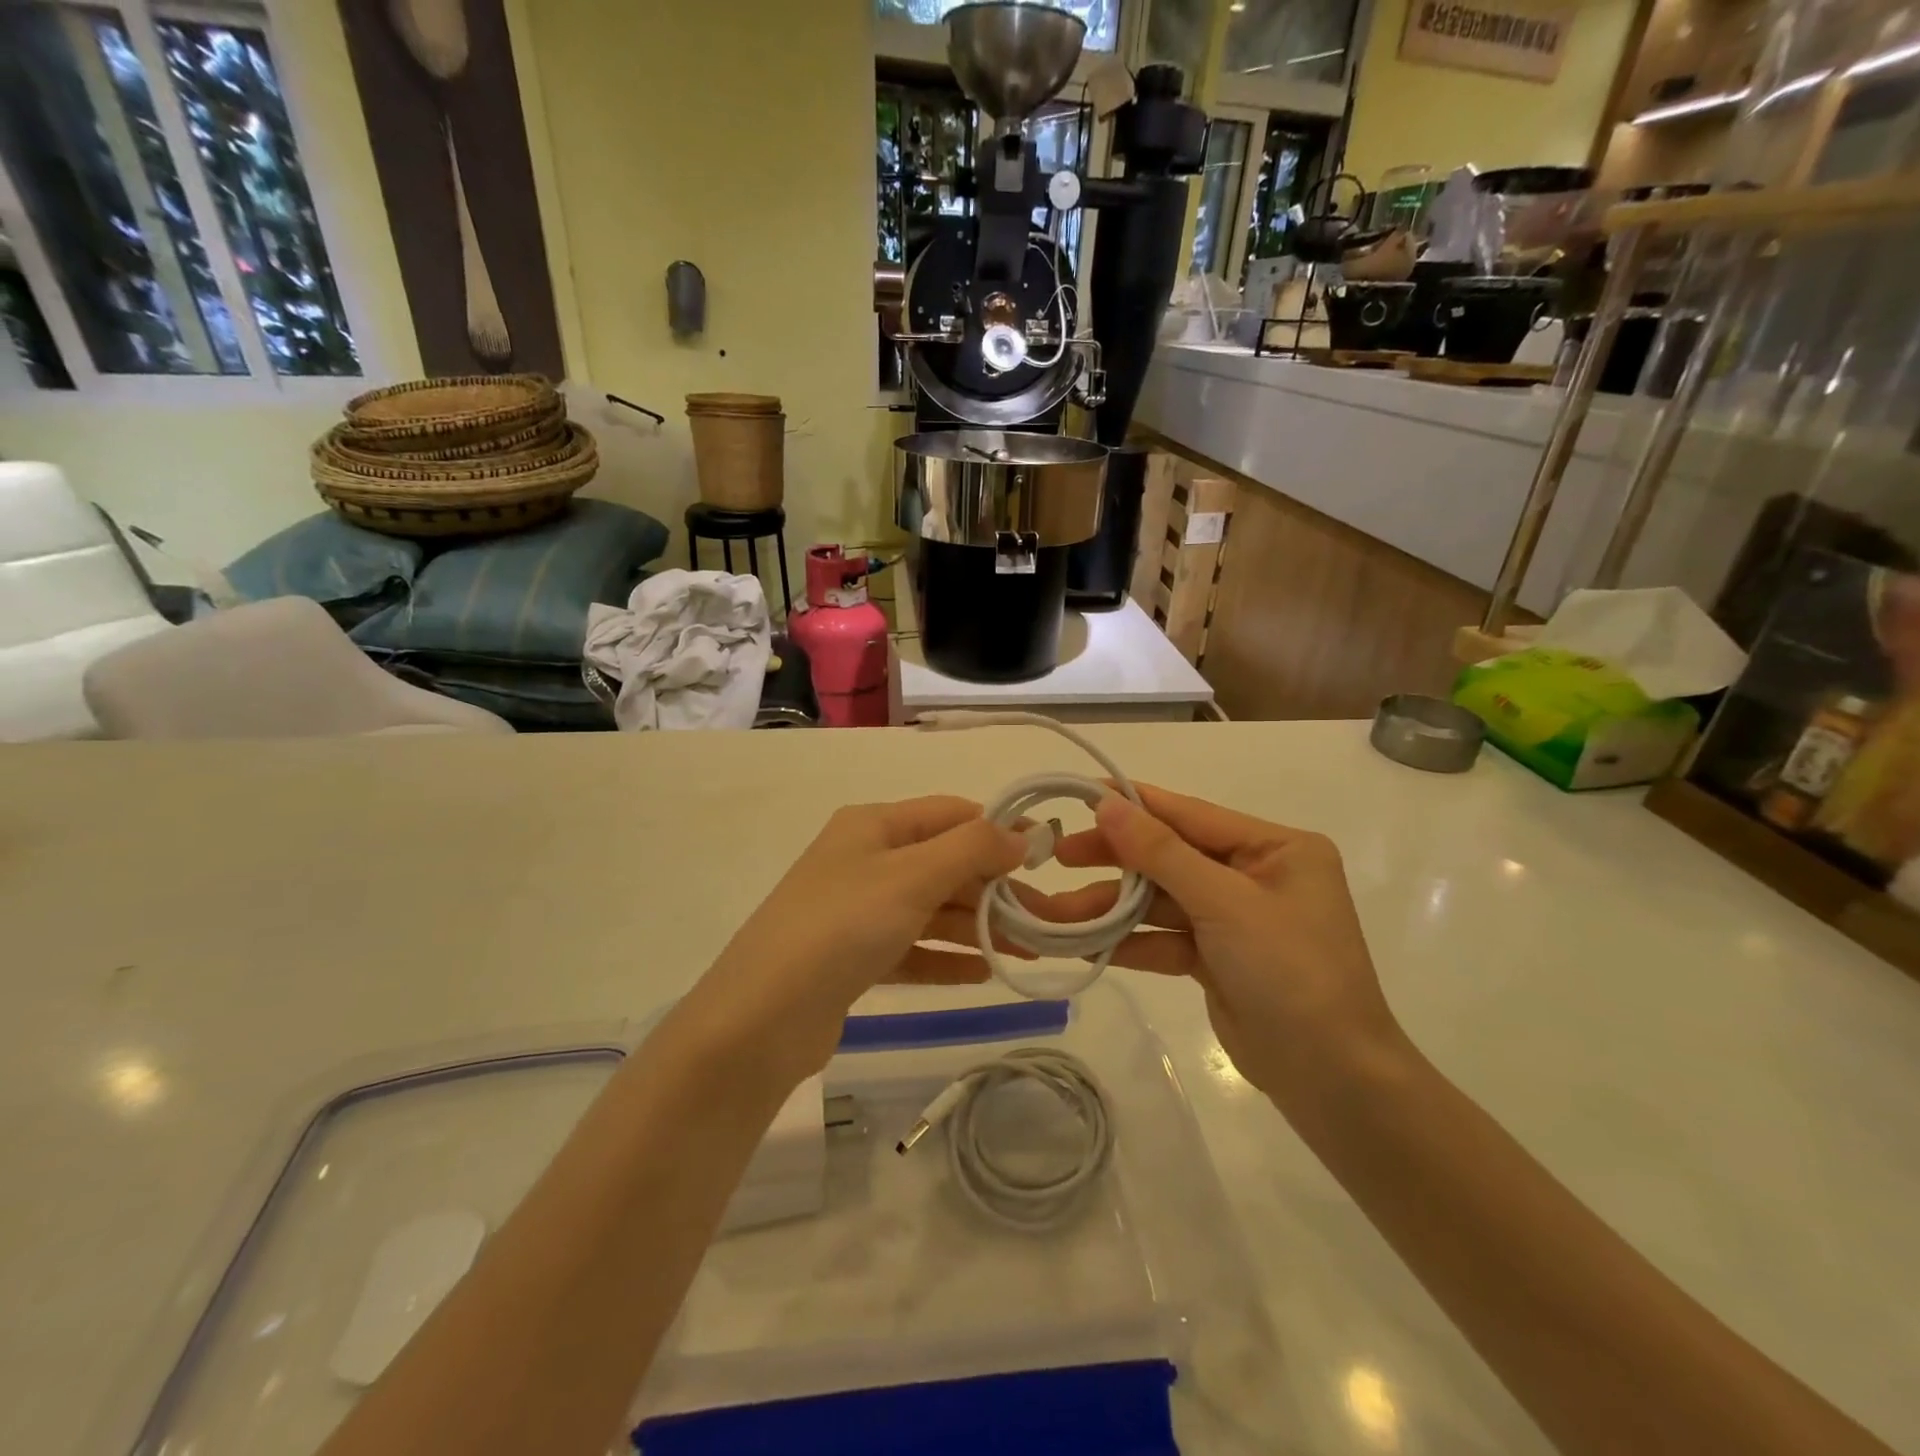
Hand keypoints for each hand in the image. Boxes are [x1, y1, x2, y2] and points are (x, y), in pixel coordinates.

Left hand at [690, 797, 1025, 1079]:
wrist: (760, 1018)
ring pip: (932, 910)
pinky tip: (983, 973)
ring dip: (978, 927)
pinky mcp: (854, 958)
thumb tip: (1020, 835)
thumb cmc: (842, 927)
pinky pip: (913, 949)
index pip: (951, 814)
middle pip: (945, 864)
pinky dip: (947, 958)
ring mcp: (858, 910)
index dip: (999, 830)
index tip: (1046, 858)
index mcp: (874, 825)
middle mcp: (866, 860)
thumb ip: (972, 849)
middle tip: (1045, 920)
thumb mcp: (912, 876)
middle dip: (995, 888)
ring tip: (1028, 951)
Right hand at [1038, 784, 1404, 1103]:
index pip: (1193, 815)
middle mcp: (1256, 876)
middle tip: (1061, 856)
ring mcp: (1236, 919)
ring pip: (1162, 901)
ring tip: (1060, 911)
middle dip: (1117, 859)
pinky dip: (1131, 941)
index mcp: (1276, 848)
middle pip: (1172, 856)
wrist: (1332, 1079)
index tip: (1082, 796)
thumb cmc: (1290, 971)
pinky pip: (1166, 938)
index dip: (1136, 804)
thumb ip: (1161, 852)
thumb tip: (1108, 804)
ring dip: (1114, 908)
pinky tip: (1086, 944)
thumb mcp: (1225, 903)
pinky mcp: (1218, 959)